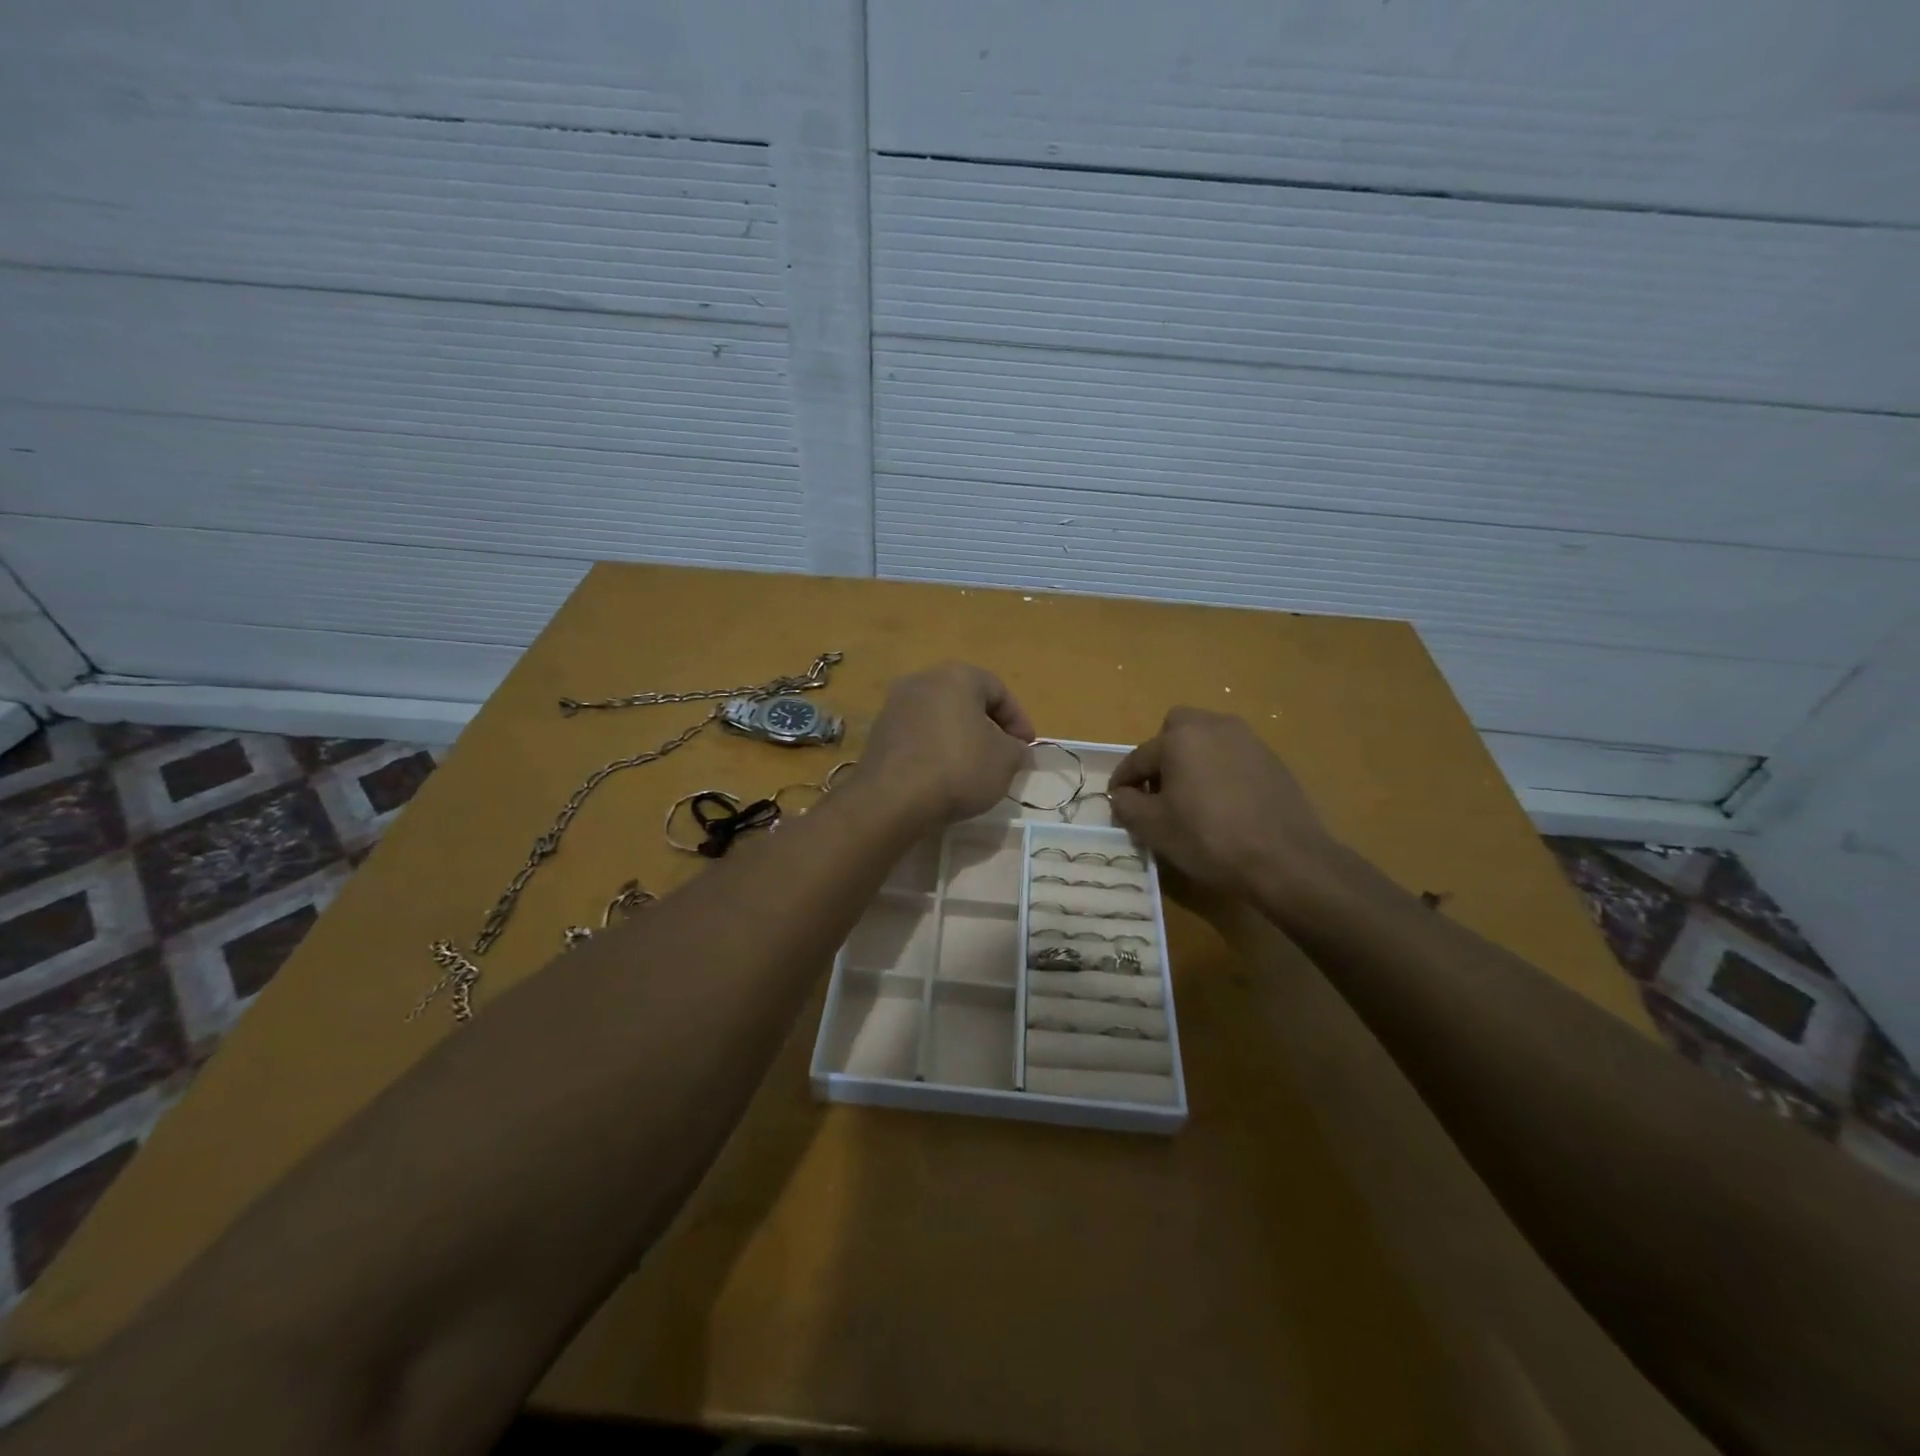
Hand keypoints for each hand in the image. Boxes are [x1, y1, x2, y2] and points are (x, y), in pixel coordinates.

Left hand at [859, 663, 1033, 827]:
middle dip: (988, 727)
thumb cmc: (959, 768)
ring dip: (960, 739)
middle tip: (1003, 756)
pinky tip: (942, 778)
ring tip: (973, 770)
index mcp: (956, 676)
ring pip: (939, 719)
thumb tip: (1016, 750)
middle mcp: (922, 681)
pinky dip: (934, 751)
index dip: (1019, 720)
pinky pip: (917, 737)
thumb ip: (1017, 750)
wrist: (892, 799)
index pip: (998, 690)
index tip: (1026, 748)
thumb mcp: (1005, 760)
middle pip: (965, 701)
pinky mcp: (878, 735)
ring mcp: (894, 707)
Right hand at [1109, 708, 1345, 911]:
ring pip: (1207, 740)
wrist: (1287, 859)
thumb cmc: (1209, 838)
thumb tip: (1122, 795)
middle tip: (1159, 790)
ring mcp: (1249, 740)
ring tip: (1191, 798)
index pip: (1139, 757)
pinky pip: (1232, 756)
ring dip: (1192, 761)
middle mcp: (1215, 726)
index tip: (1117, 801)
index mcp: (1181, 737)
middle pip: (1176, 731)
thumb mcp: (1153, 827)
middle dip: (1162, 756)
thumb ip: (1127, 805)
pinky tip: (1223, 805)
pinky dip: (1219, 771)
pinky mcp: (1272, 760)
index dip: (1123, 781)